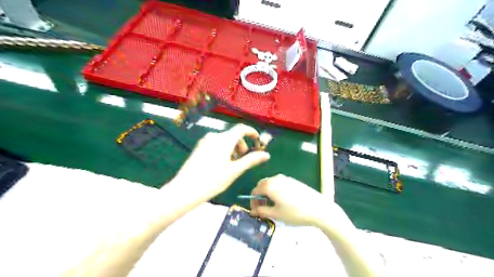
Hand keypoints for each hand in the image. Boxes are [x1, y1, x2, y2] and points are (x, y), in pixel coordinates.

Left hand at [172, 123, 269, 198]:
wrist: (185, 189)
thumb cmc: (212, 181)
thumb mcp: (234, 171)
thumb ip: (251, 160)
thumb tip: (266, 155)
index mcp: (224, 140)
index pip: (241, 128)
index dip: (252, 132)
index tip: (257, 141)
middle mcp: (214, 136)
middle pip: (233, 135)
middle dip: (242, 145)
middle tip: (243, 160)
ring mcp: (205, 141)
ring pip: (225, 140)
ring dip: (233, 148)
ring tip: (232, 165)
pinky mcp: (199, 146)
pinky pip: (216, 143)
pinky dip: (224, 149)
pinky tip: (221, 164)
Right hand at [249, 175, 344, 226]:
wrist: (318, 208)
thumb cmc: (295, 212)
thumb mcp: (276, 214)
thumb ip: (262, 211)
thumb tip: (253, 211)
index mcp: (269, 185)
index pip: (255, 190)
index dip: (252, 202)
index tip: (255, 211)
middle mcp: (276, 178)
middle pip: (262, 185)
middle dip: (260, 196)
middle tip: (263, 209)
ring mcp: (286, 178)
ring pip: (271, 184)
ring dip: (268, 194)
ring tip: (273, 206)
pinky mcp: (293, 181)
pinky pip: (279, 184)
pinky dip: (276, 191)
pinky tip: (283, 201)